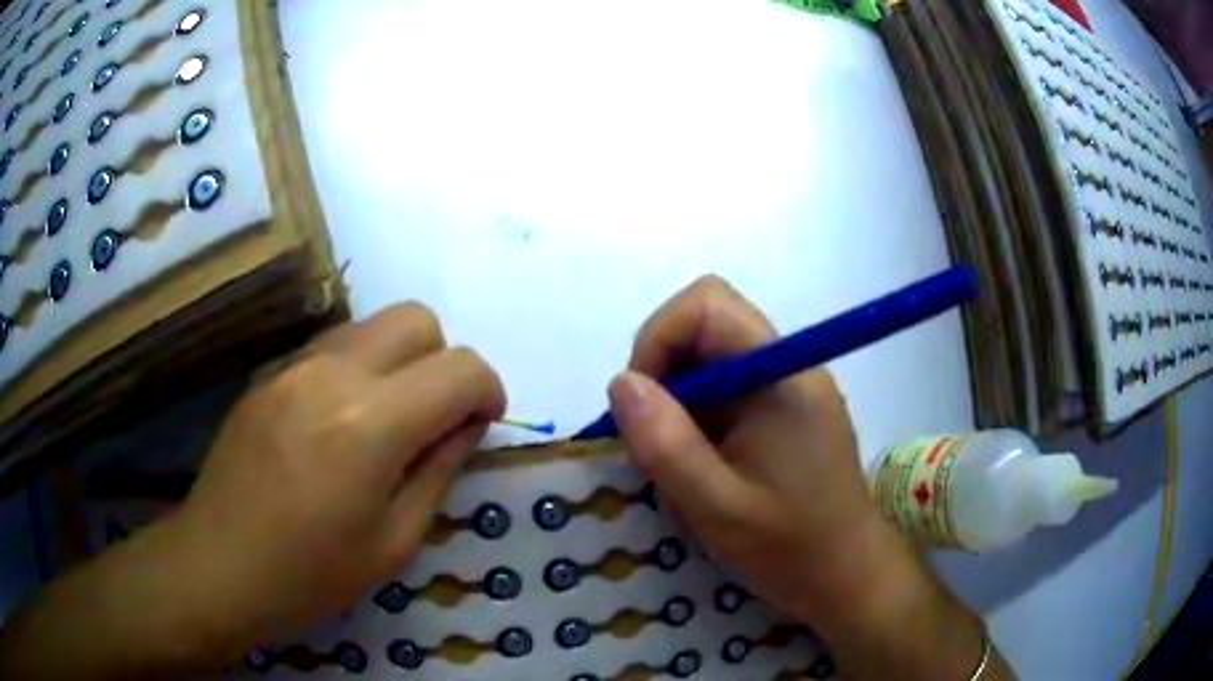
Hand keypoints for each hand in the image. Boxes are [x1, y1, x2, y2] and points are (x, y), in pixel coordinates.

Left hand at [0, 304, 505, 680]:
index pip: (460, 368)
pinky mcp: (269, 373)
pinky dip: (358, 370)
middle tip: (434, 420)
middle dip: (443, 362)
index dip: (488, 391)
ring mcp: (293, 365)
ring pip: (373, 325)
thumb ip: (439, 469)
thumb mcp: (394, 541)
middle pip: (417, 320)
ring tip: (385, 426)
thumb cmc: (310, 574)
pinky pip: (332, 347)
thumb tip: (465, 424)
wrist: (219, 565)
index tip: (481, 424)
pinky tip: (338, 427)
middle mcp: (332, 372)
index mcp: (370, 423)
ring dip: (399, 363)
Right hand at [606, 276, 877, 624]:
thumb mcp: (716, 507)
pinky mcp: (785, 410)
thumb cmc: (789, 547)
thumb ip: (666, 444)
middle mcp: (788, 365)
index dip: (658, 339)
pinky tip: (701, 467)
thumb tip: (620, 382)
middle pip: (706, 326)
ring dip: (677, 401)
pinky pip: (726, 389)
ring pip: (710, 359)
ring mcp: (789, 387)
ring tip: (679, 463)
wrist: (847, 576)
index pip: (708, 305)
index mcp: (782, 376)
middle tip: (653, 437)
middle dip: (662, 372)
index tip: (640, 405)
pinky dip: (697, 418)